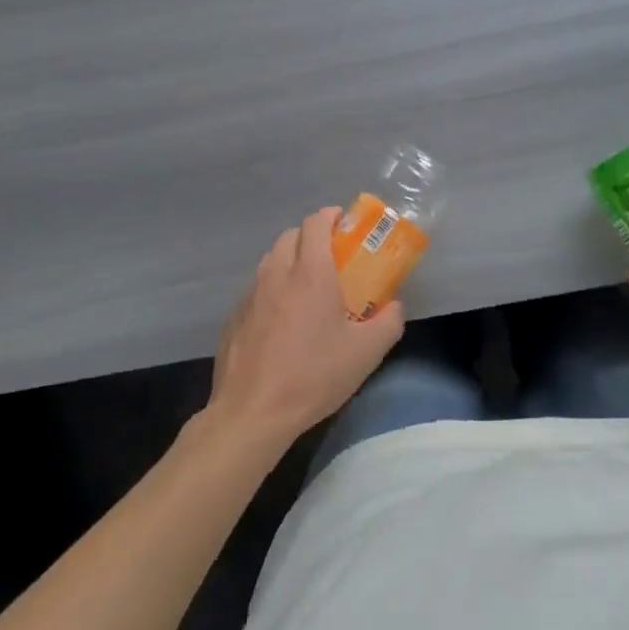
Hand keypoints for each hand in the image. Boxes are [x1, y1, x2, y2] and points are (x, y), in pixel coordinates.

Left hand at [207, 207, 404, 447]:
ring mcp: (250, 295)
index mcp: (310, 272)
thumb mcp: (367, 353)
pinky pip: (256, 289)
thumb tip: (395, 306)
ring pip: (270, 261)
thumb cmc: (314, 375)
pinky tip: (281, 321)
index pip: (315, 222)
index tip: (344, 224)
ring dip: (289, 261)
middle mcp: (276, 273)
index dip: (330, 216)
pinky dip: (271, 290)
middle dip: (310, 237)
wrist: (252, 413)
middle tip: (330, 258)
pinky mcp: (233, 318)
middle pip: (290, 236)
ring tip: (306, 287)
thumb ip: (389, 322)